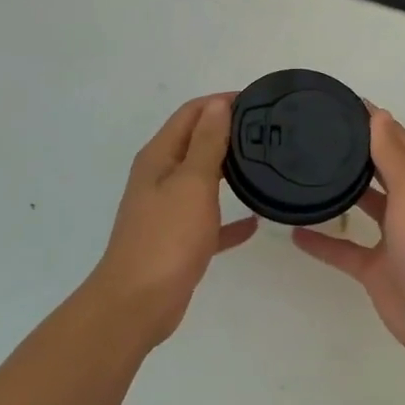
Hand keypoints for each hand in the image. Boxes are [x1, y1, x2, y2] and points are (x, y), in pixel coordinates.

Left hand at [87, 94, 256, 344]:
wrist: (137, 304)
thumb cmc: (166, 237)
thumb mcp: (192, 182)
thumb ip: (206, 142)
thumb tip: (217, 104)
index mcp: (159, 157)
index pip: (190, 114)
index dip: (220, 102)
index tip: (257, 100)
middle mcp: (159, 178)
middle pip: (195, 143)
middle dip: (227, 132)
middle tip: (267, 131)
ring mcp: (166, 211)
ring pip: (201, 180)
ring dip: (227, 170)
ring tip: (265, 165)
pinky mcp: (177, 241)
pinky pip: (208, 222)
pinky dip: (228, 219)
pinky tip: (254, 222)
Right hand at [292, 108, 404, 363]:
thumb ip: (392, 154)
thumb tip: (379, 114)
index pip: (398, 141)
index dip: (375, 122)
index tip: (344, 103)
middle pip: (381, 171)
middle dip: (357, 154)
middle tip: (318, 135)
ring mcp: (394, 239)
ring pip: (364, 208)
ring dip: (342, 194)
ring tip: (306, 175)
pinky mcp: (377, 269)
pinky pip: (345, 250)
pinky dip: (322, 243)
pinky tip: (295, 232)